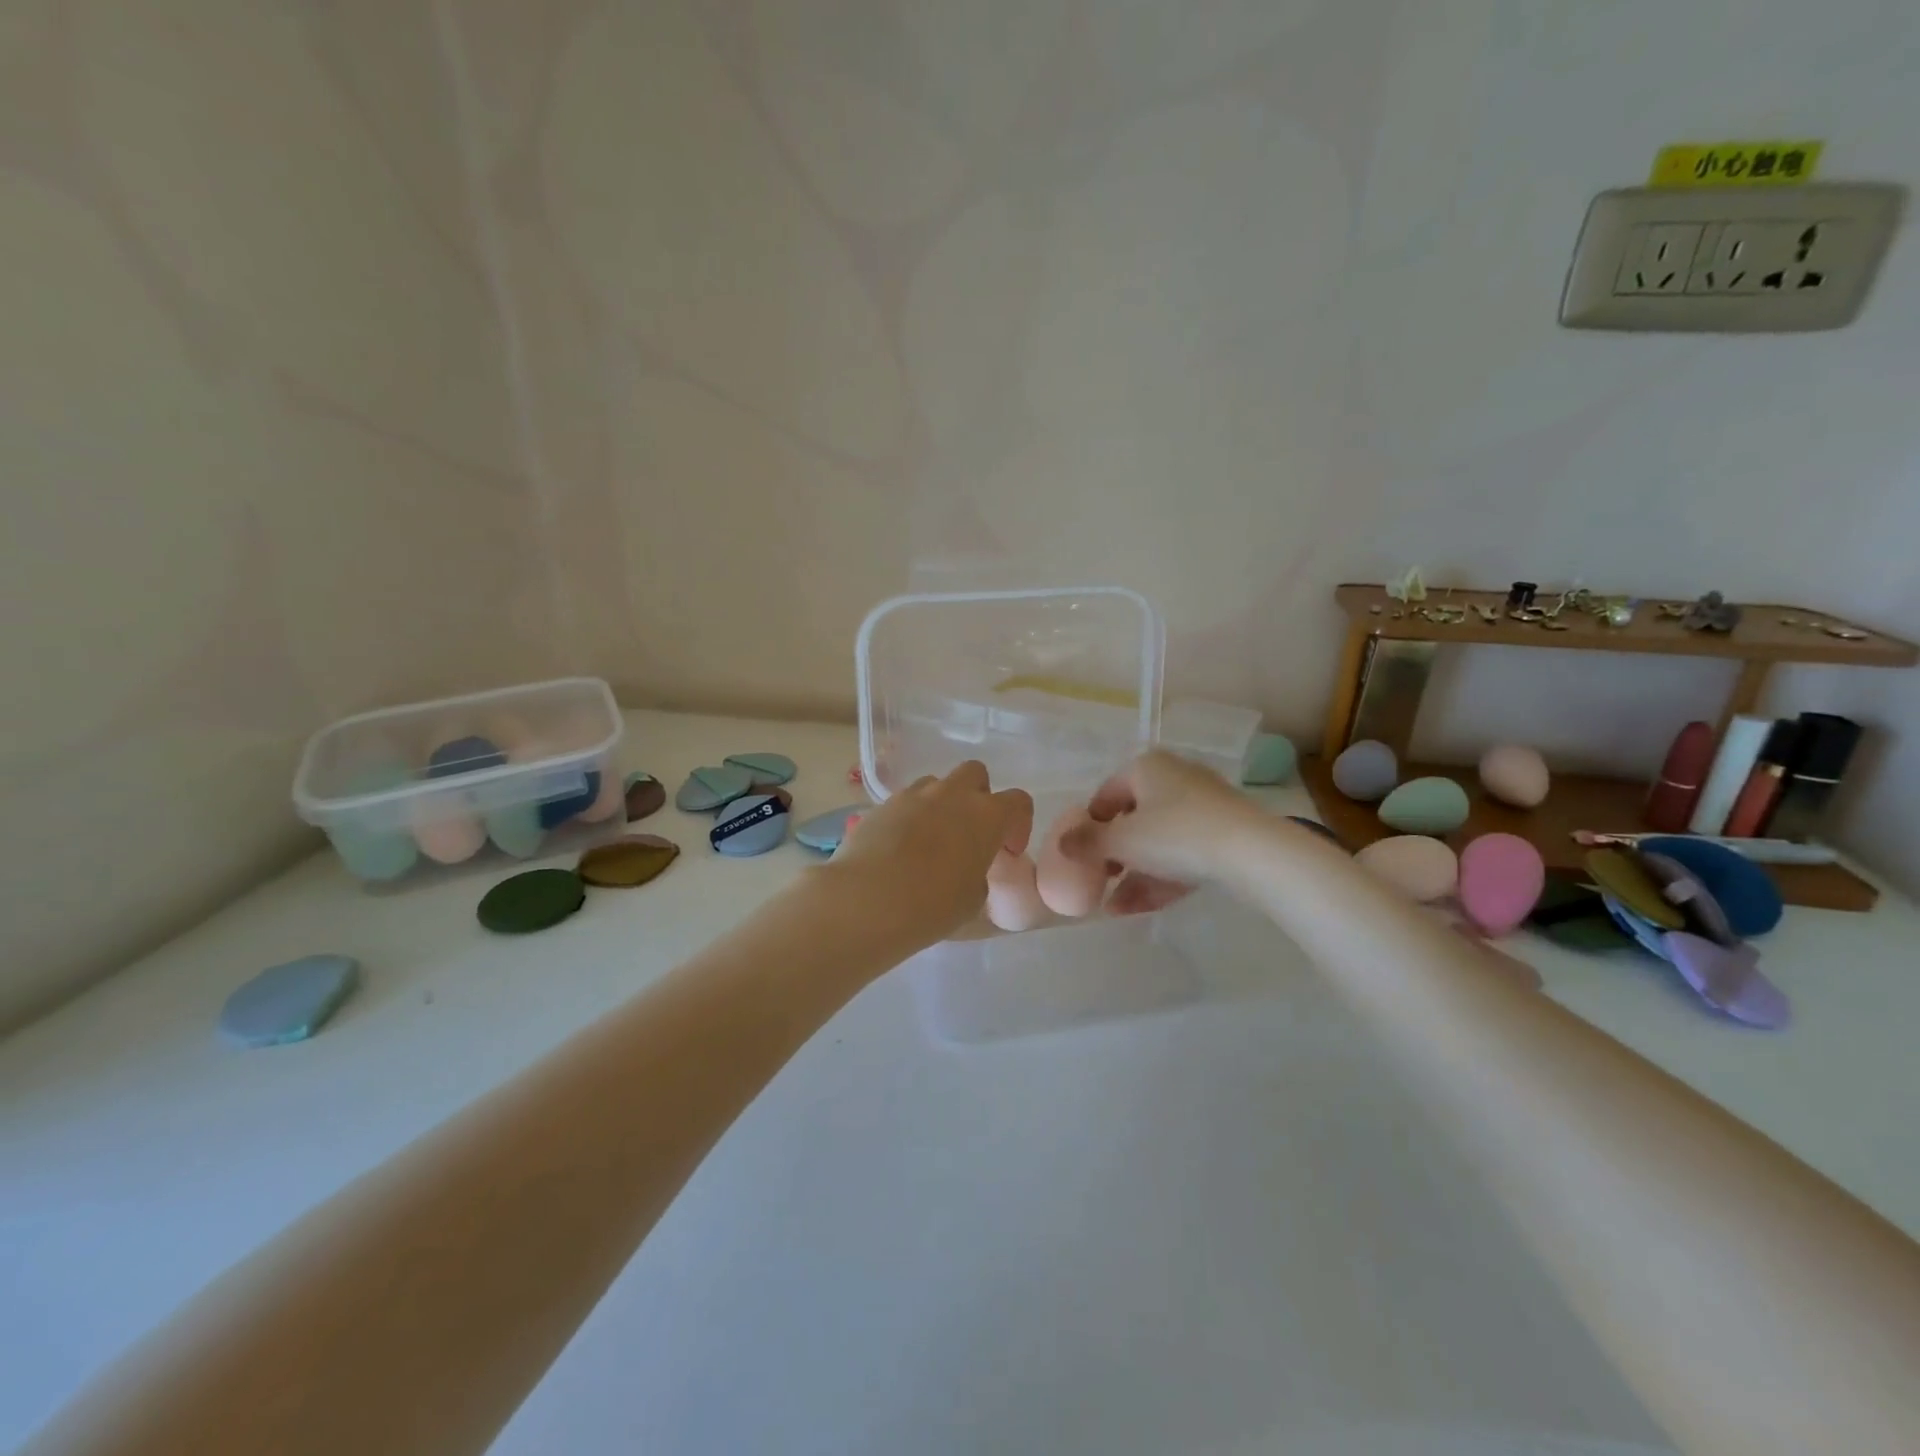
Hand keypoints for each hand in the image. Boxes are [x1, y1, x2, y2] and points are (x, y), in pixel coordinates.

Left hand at [825, 762, 1033, 946]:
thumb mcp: (973, 898)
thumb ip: (979, 873)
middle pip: (976, 774)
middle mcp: (952, 794)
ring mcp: (914, 795)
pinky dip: (911, 817)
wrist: (867, 899)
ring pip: (937, 784)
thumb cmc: (932, 905)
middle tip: (971, 832)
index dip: (1019, 825)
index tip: (1007, 851)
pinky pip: (906, 802)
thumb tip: (968, 867)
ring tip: (933, 840)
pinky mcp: (882, 804)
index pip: (1019, 801)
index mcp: (986, 815)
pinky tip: (902, 848)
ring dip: (942, 804)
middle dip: (978, 797)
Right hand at [1059, 750, 1262, 912]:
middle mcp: (1174, 778)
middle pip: (1133, 819)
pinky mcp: (1224, 833)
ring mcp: (1203, 806)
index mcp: (1146, 767)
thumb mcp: (1121, 841)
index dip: (1089, 827)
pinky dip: (1162, 876)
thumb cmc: (1174, 834)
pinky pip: (1184, 853)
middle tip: (1102, 880)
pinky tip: (1143, 907)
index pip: (1105, 795)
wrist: (1251, 851)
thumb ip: (1086, 843)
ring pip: (1159, 841)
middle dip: (1114, 855)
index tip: (1081, 856)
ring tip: (1116, 907)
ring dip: (1135, 874)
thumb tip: (1062, 845)